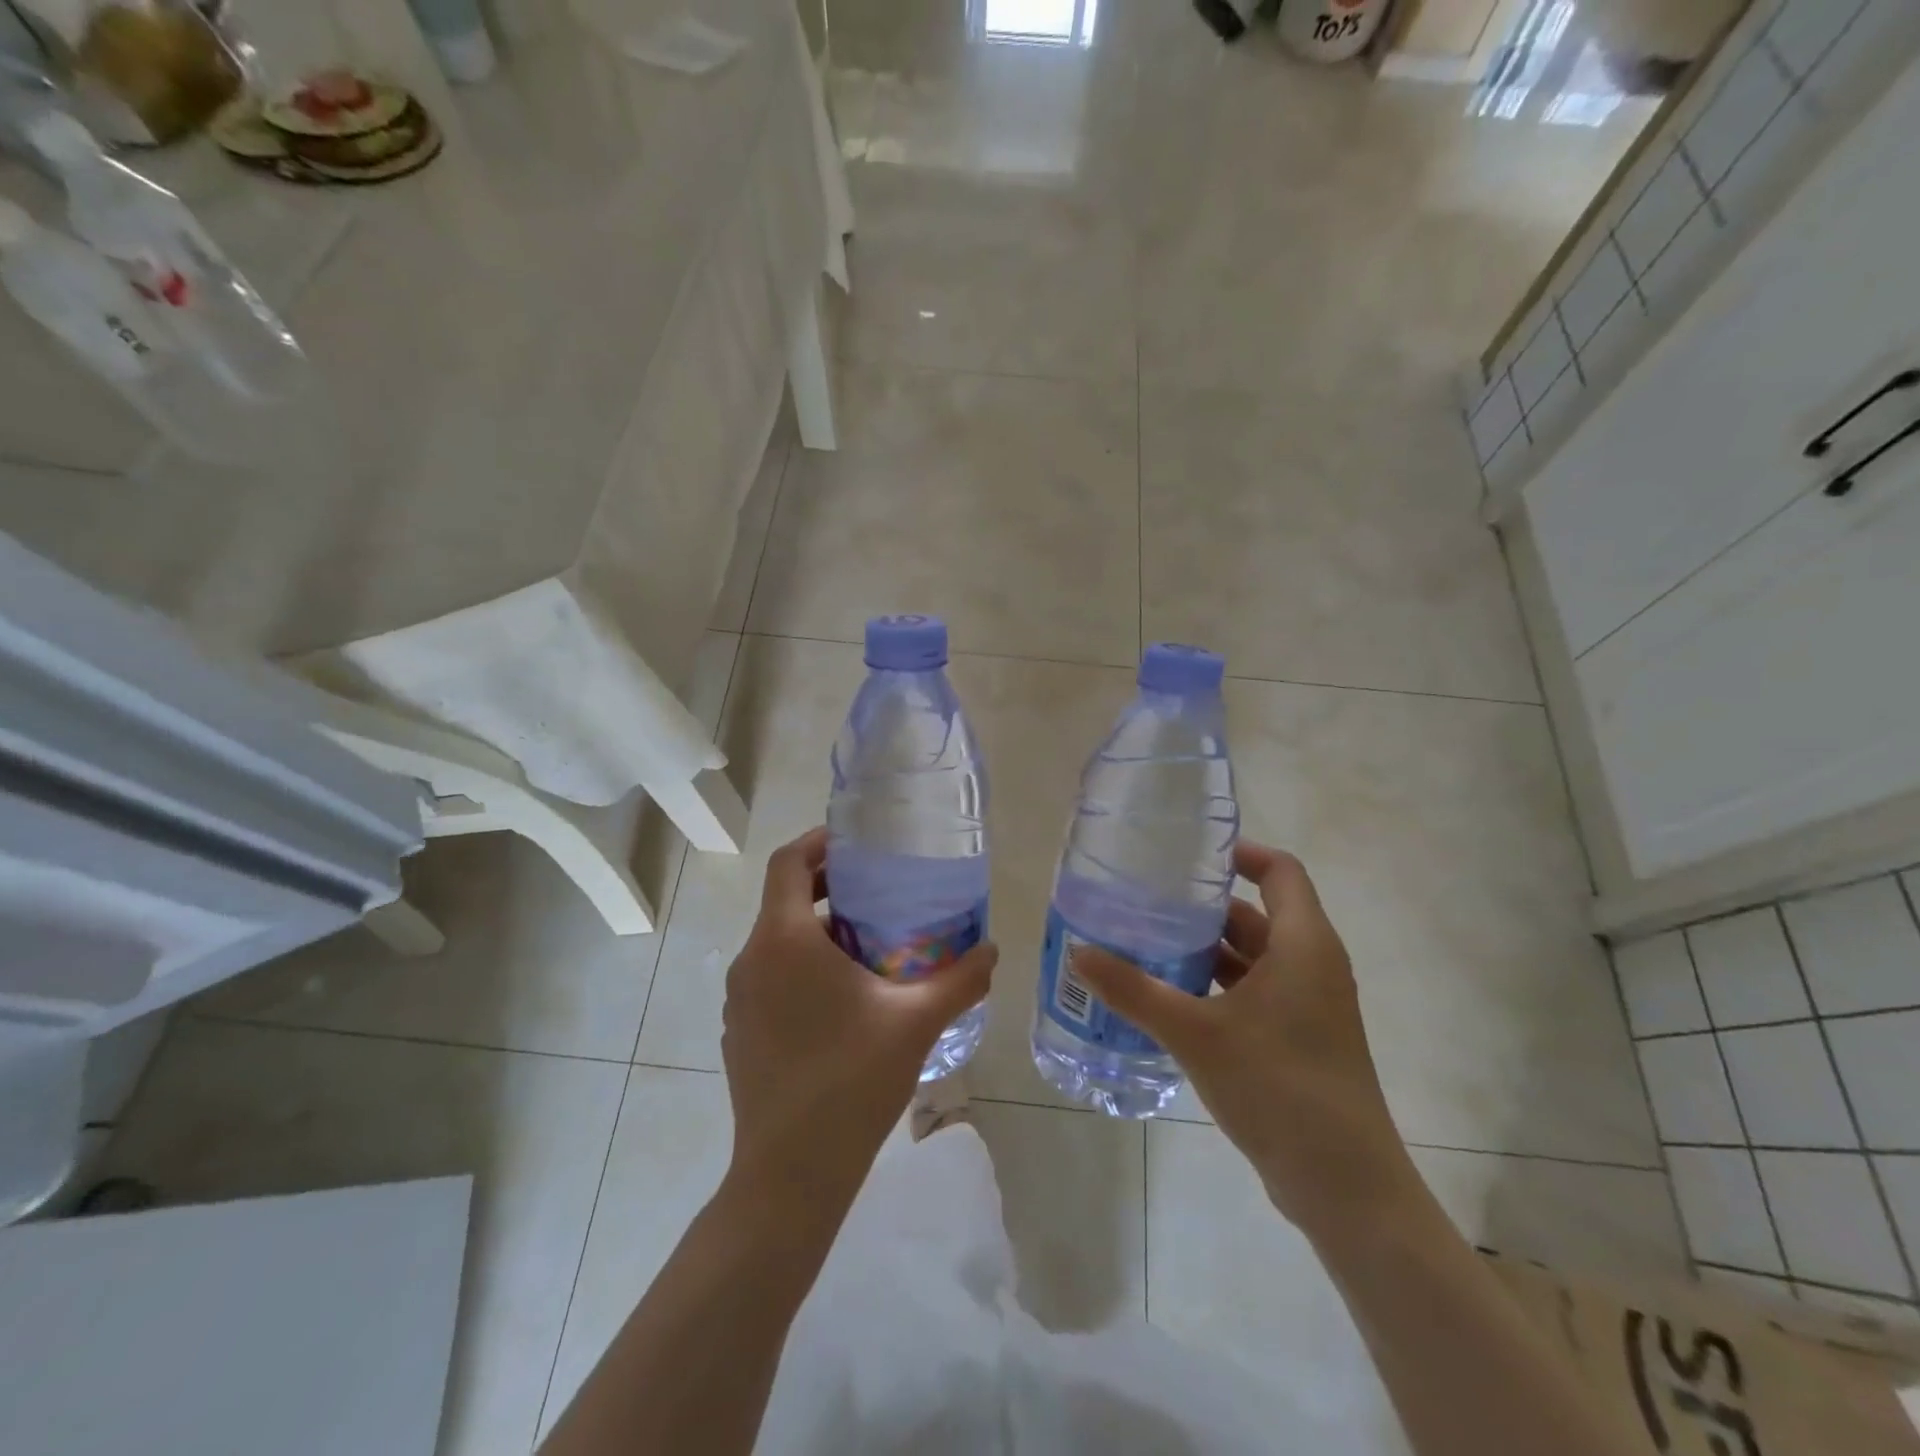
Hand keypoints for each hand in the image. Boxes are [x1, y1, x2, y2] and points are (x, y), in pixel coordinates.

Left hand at [720, 827, 997, 1218]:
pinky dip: (803, 967)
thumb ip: (959, 979)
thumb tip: (992, 949)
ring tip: (870, 947)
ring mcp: (740, 999)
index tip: (857, 843)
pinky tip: (844, 1001)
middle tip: (880, 893)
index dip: (819, 841)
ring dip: (820, 932)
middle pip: (785, 899)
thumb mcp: (915, 1023)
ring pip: (779, 941)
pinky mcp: (739, 1031)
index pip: (788, 862)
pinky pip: (771, 977)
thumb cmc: (850, 1081)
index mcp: (785, 940)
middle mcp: (752, 959)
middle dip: (831, 888)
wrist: (790, 1175)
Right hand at [1074, 842, 1417, 1233]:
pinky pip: (1254, 993)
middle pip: (1257, 914)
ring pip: (1253, 958)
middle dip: (1204, 907)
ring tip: (1148, 944)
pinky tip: (1170, 998)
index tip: (1188, 854)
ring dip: (1206, 950)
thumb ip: (1135, 990)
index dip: (1239, 853)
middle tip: (1148, 901)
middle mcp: (1312, 966)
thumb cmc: (1279, 1087)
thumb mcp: (1196, 1033)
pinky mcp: (1299, 1040)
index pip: (1279, 871)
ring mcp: (1309, 1006)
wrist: (1345, 1187)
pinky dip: (1217, 986)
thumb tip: (1078, 953)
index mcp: (1303, 945)